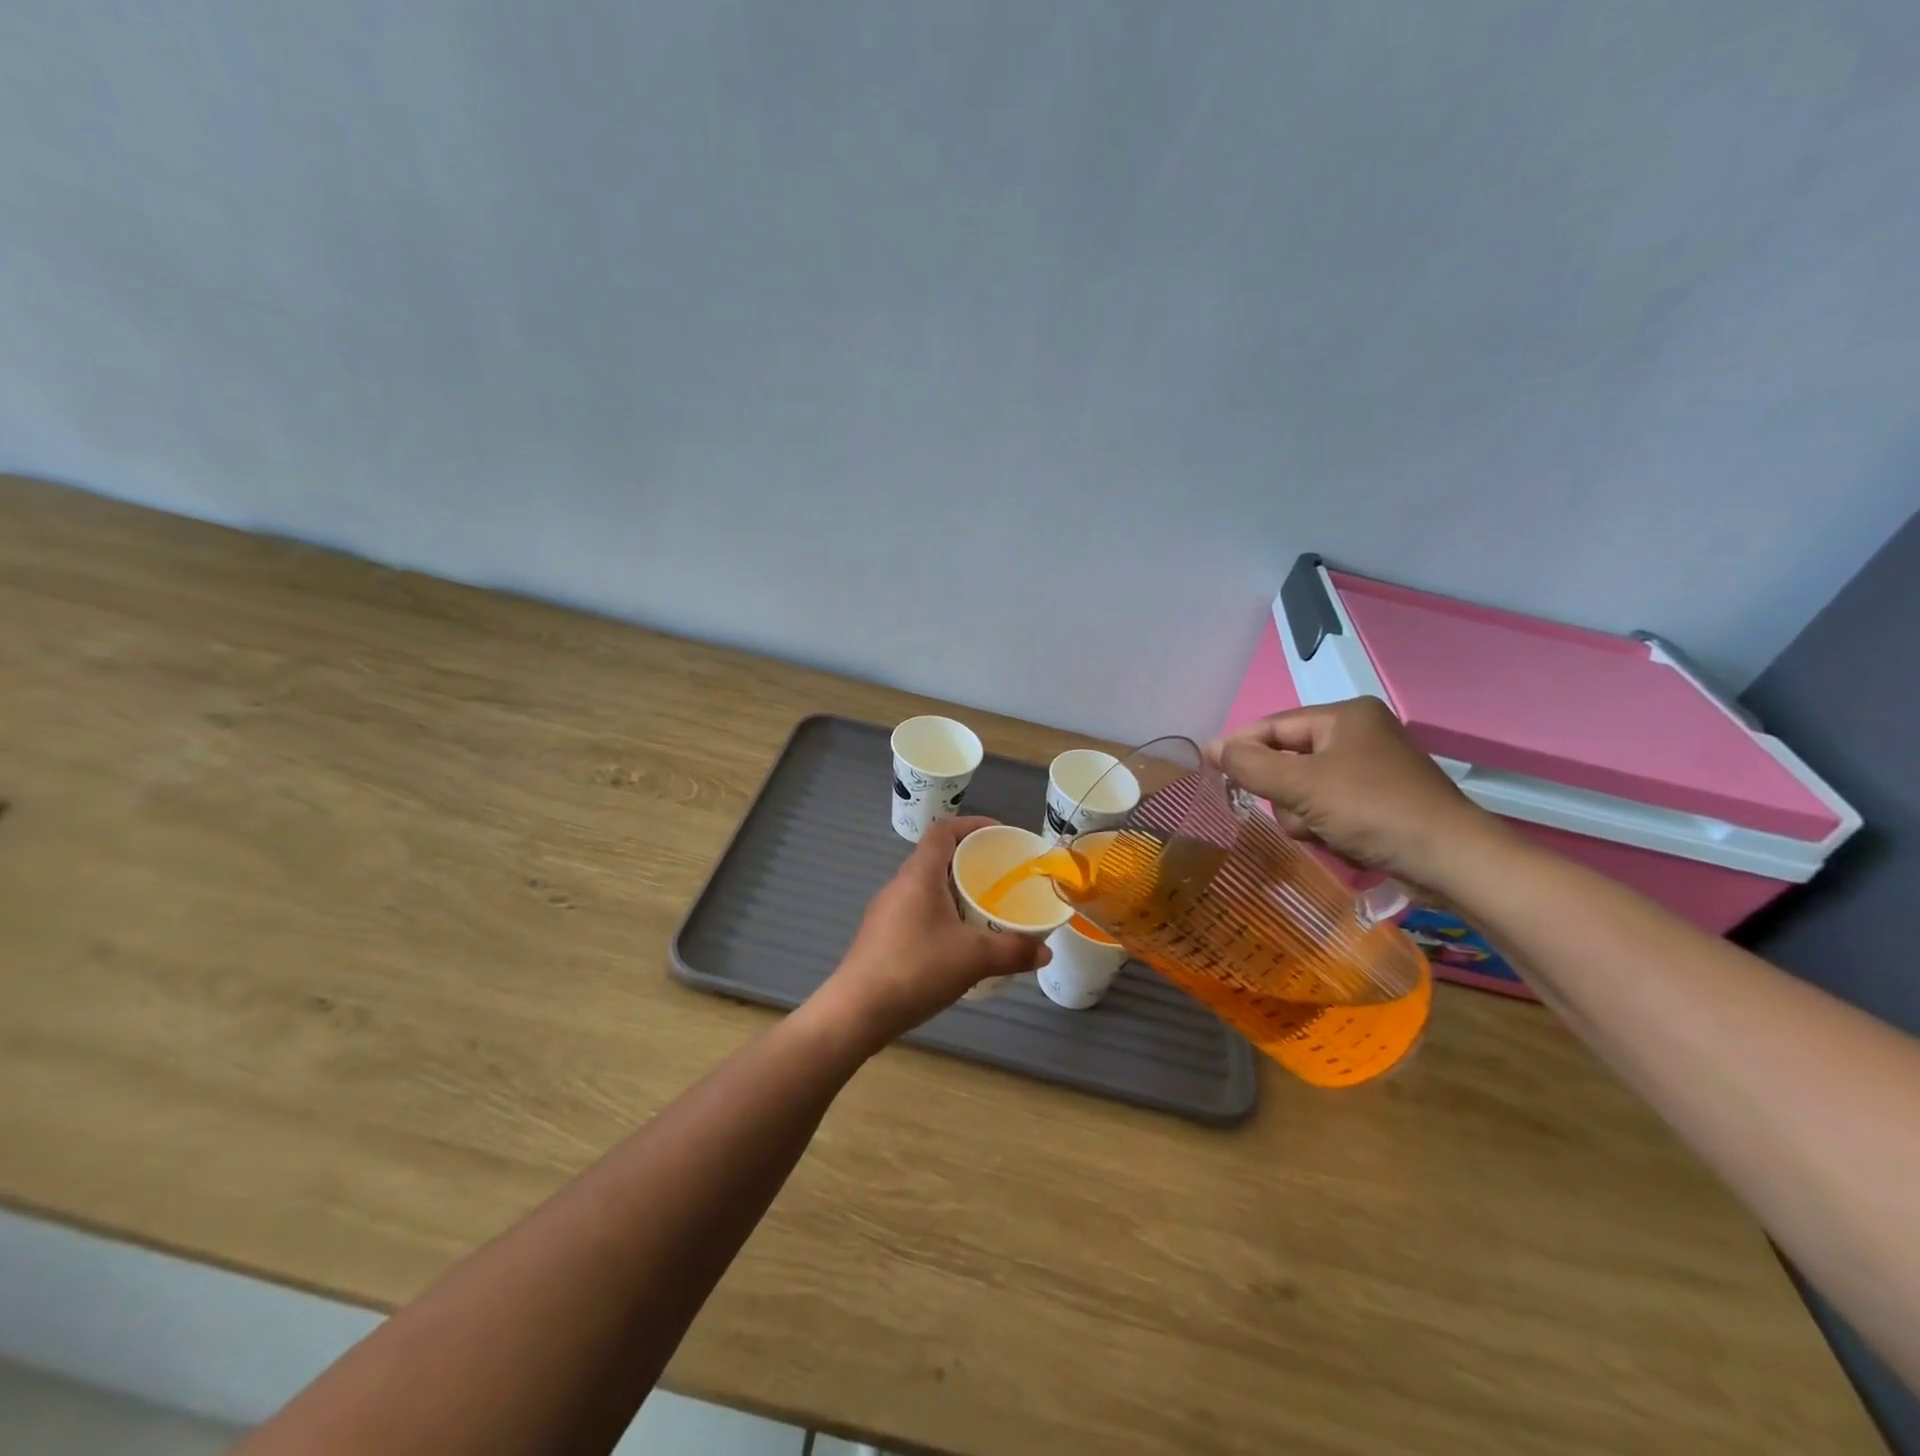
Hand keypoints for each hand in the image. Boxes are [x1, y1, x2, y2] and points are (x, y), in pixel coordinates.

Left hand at [811, 816, 1051, 1049]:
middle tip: (1001, 877)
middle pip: (936, 858)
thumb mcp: (974, 958)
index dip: (972, 824)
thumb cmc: (916, 969)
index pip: (943, 831)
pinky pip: (918, 912)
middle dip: (970, 862)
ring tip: (986, 909)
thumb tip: (1046, 952)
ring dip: (955, 892)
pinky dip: (942, 915)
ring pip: (927, 888)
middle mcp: (899, 885)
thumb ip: (1013, 951)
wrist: (856, 1012)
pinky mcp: (881, 937)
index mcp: (919, 875)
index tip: (999, 835)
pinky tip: (959, 943)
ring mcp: (886, 912)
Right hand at [1205, 697, 1504, 895]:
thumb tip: (1212, 748)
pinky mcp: (1382, 801)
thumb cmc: (1373, 810)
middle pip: (1289, 761)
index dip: (1238, 746)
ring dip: (1307, 817)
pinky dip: (1329, 828)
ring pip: (1306, 791)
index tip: (1207, 768)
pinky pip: (1331, 808)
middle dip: (1287, 795)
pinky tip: (1347, 843)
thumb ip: (1250, 765)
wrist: (1453, 861)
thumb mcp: (1302, 785)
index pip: (1274, 726)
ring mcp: (1373, 769)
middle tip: (1299, 814)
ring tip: (1329, 833)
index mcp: (1345, 716)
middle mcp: (1360, 735)